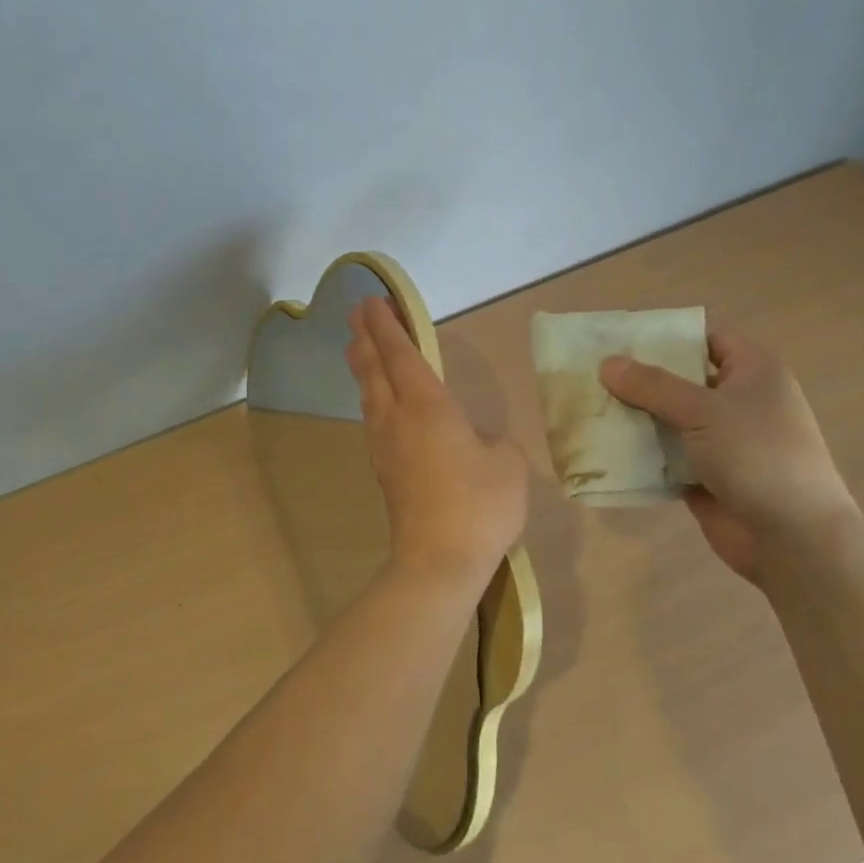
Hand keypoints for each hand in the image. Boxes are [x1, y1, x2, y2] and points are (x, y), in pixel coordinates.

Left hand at [346, 295, 527, 595]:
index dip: (386, 324)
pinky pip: (373, 417)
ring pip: (368, 393)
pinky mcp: (384, 470)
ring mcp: (385, 445)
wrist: (438, 562)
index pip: (401, 353)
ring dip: (363, 365)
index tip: (372, 300)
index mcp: (427, 405)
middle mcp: (397, 417)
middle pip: (373, 368)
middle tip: (356, 313)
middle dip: (364, 336)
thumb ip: (492, 441)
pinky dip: (371, 394)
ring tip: (358, 348)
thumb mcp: (507, 463)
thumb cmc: (478, 505)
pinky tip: (377, 402)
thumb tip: (475, 442)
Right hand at [600, 333, 854, 581]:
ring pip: (670, 419)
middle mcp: (739, 401)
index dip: (666, 337)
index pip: (706, 339)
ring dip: (636, 418)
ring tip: (588, 408)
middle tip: (591, 374)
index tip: (620, 340)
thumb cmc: (757, 456)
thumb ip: (653, 386)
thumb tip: (606, 363)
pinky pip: (666, 456)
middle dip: (640, 379)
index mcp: (753, 371)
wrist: (793, 539)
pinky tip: (604, 448)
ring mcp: (723, 441)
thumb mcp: (703, 411)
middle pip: (682, 380)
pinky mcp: (706, 476)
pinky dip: (641, 453)